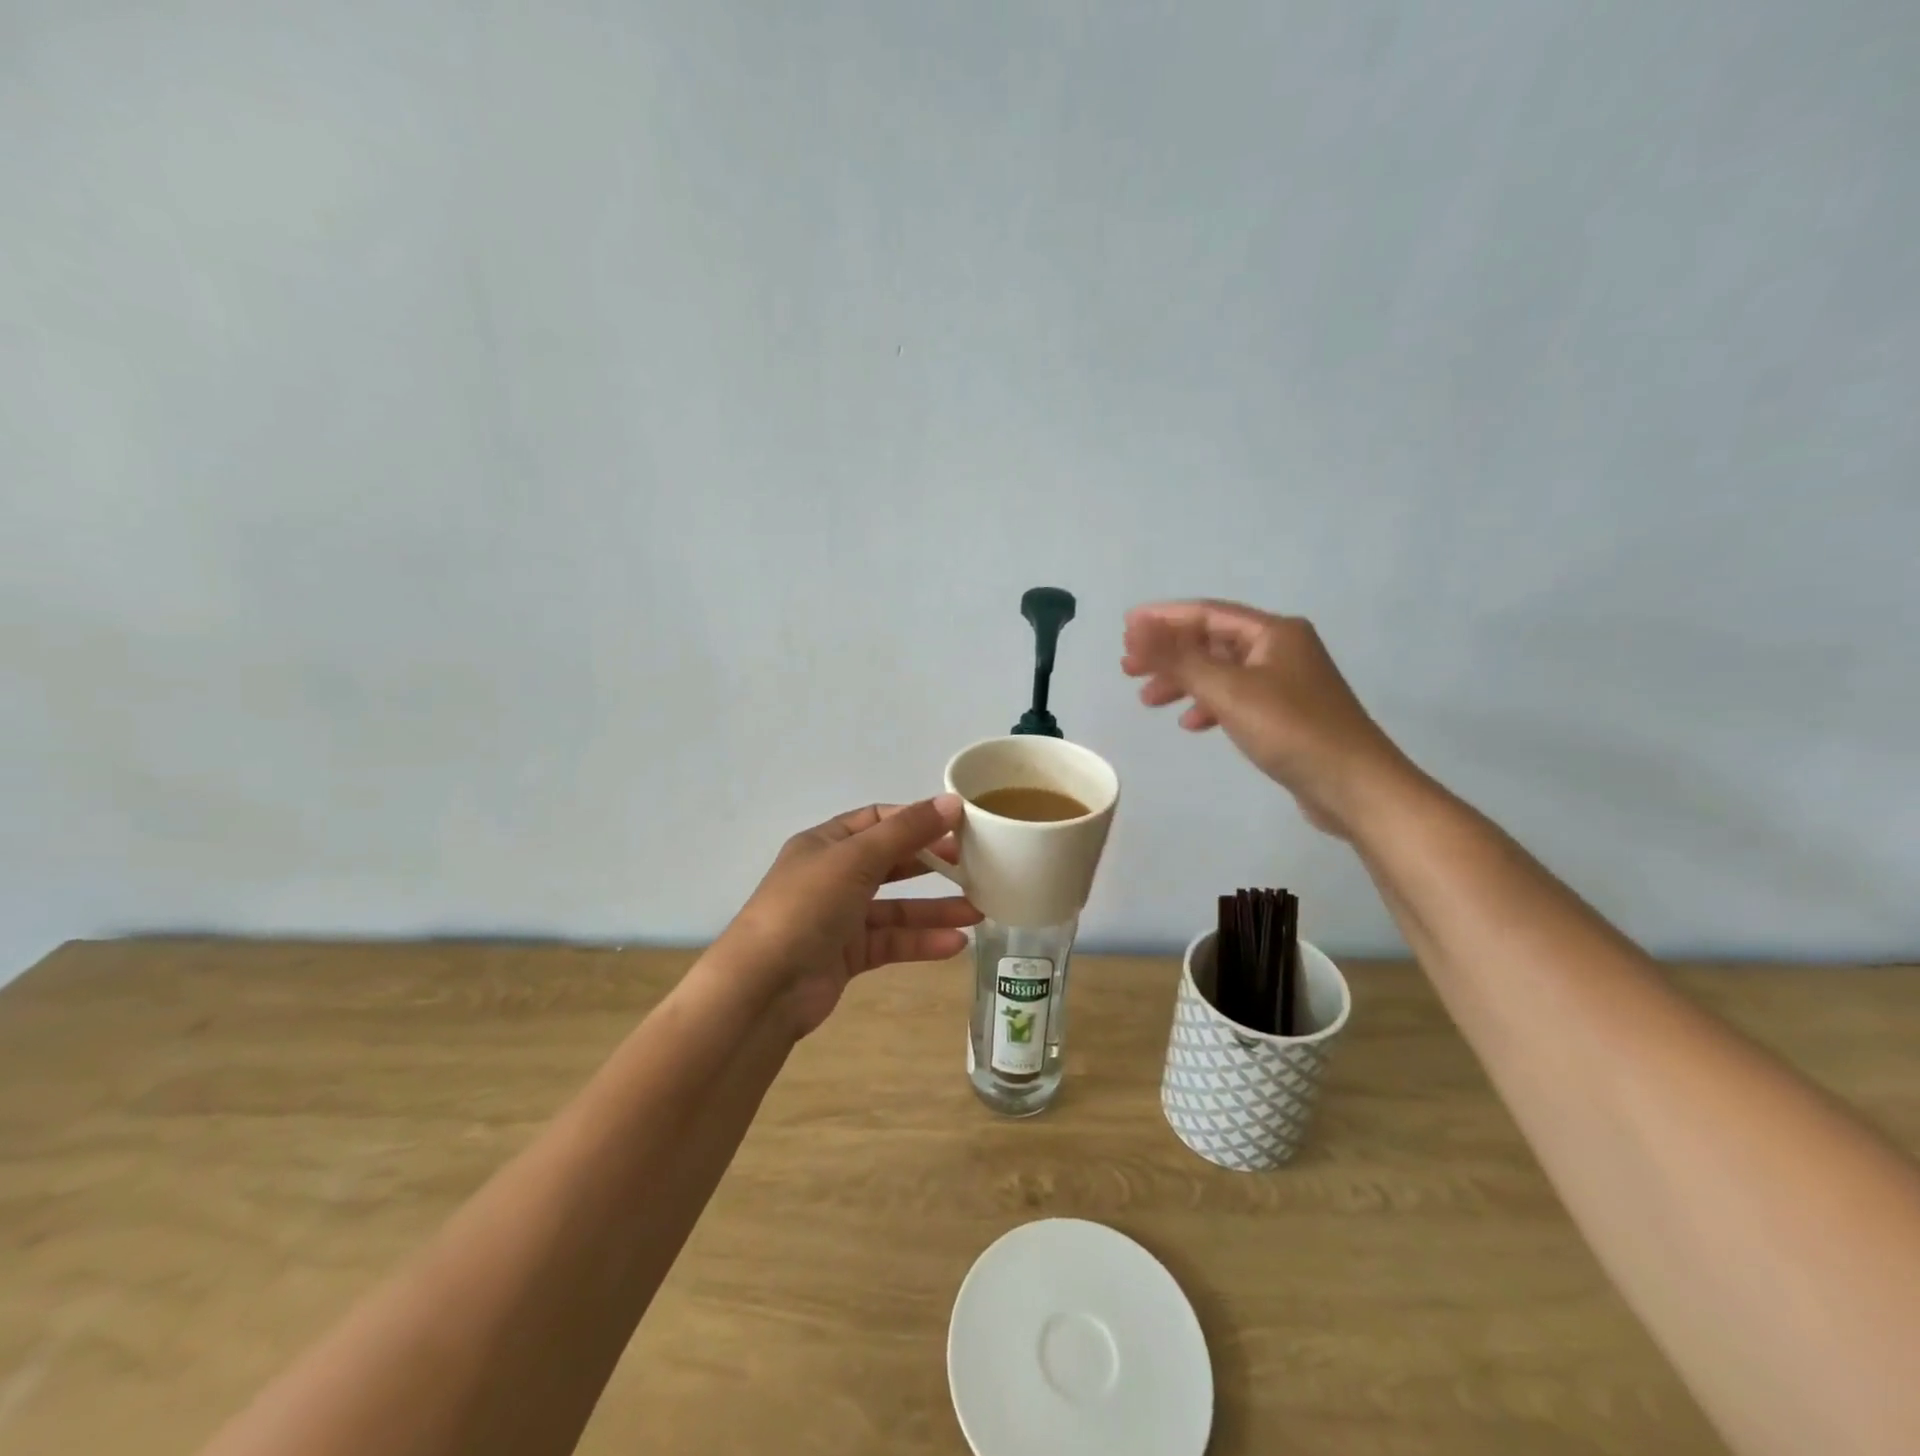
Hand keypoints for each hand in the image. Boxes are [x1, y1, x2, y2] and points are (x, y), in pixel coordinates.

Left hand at [713, 796, 982, 1036]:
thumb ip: (907, 832)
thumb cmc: (807, 907)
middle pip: (890, 862)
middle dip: (931, 863)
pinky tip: (956, 943)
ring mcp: (840, 918)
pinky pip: (891, 942)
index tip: (958, 825)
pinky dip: (921, 942)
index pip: (877, 820)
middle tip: (975, 865)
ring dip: (935, 909)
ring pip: (896, 907)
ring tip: (979, 912)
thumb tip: (952, 801)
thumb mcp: (856, 859)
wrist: (763, 987)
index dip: (916, 820)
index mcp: (826, 843)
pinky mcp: (848, 955)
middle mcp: (832, 876)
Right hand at [1121, 600, 1414, 838]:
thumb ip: (1177, 658)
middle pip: (1212, 642)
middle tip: (1128, 669)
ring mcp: (1286, 682)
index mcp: (1273, 632)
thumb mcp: (1227, 690)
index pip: (1207, 614)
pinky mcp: (1286, 714)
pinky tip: (1191, 724)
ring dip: (1184, 682)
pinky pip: (1236, 698)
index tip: (1124, 628)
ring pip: (1221, 672)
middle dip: (1169, 654)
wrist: (1354, 785)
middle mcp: (1281, 649)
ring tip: (1149, 701)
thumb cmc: (1290, 729)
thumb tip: (1136, 627)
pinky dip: (1209, 706)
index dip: (1163, 618)